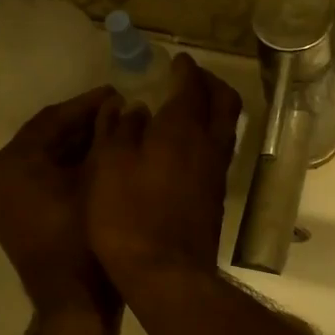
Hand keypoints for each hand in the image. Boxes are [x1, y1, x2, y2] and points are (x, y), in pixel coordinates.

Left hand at [0, 86, 120, 320]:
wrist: (74, 304)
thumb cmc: (86, 238)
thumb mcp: (101, 178)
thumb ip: (107, 136)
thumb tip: (119, 107)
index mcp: (11, 163)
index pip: (51, 119)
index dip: (87, 104)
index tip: (117, 92)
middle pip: (43, 140)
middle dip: (81, 126)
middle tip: (118, 112)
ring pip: (40, 163)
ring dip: (73, 149)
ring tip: (112, 136)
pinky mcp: (9, 223)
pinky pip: (36, 184)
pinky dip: (62, 172)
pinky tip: (94, 165)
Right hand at [86, 54, 242, 294]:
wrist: (166, 273)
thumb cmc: (128, 216)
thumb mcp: (109, 166)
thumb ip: (119, 130)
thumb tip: (133, 107)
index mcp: (183, 129)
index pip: (192, 85)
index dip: (185, 69)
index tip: (176, 61)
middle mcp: (209, 145)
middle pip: (225, 101)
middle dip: (210, 83)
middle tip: (189, 78)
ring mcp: (217, 172)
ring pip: (226, 127)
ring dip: (212, 110)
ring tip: (187, 108)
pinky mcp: (216, 196)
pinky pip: (219, 151)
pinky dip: (207, 136)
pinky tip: (184, 146)